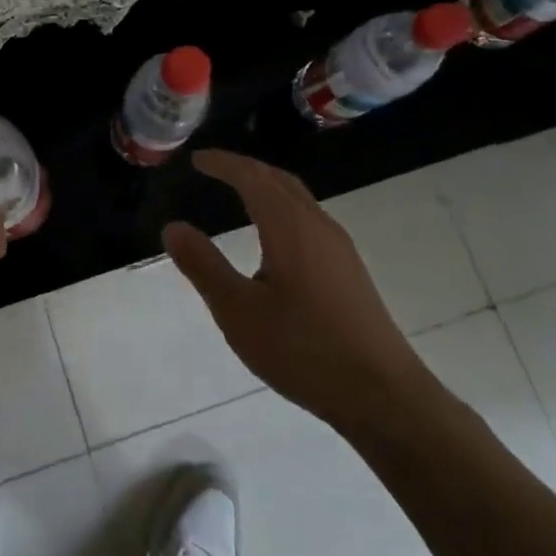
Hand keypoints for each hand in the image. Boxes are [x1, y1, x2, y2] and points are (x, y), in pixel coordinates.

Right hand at [162, 150, 443, 430]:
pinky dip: (282, 208)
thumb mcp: (238, 311)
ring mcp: (339, 248)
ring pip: (298, 199)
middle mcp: (317, 226)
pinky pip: (309, 219)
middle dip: (245, 168)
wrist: (382, 395)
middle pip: (279, 180)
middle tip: (214, 169)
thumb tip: (173, 227)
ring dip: (266, 187)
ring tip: (239, 193)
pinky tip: (275, 237)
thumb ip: (203, 266)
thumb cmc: (302, 349)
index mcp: (289, 227)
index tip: (196, 159)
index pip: (251, 177)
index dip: (223, 163)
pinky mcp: (349, 270)